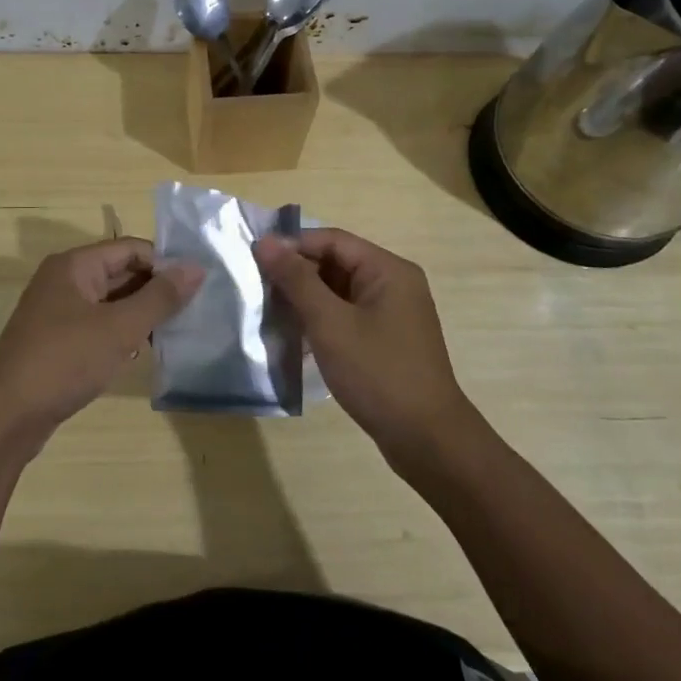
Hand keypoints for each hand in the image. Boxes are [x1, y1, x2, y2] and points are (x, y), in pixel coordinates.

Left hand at [0, 238, 203, 450]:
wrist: (6, 417)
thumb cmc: (64, 361)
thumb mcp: (119, 328)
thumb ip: (160, 297)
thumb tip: (197, 268)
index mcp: (75, 265)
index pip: (131, 248)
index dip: (165, 263)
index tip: (198, 287)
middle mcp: (64, 281)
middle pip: (121, 273)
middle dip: (156, 290)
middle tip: (195, 311)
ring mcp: (58, 312)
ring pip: (111, 302)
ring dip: (141, 314)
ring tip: (176, 332)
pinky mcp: (57, 341)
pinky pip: (98, 325)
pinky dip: (121, 334)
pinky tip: (142, 353)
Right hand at [254, 229, 470, 458]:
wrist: (427, 440)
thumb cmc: (378, 373)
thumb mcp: (330, 323)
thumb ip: (296, 280)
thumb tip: (265, 242)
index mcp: (388, 270)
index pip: (332, 240)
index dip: (292, 245)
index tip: (254, 260)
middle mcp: (393, 284)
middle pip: (336, 263)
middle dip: (296, 274)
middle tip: (257, 289)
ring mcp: (392, 314)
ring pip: (338, 292)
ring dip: (305, 300)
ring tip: (269, 312)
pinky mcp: (386, 341)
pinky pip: (346, 316)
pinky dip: (321, 321)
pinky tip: (294, 337)